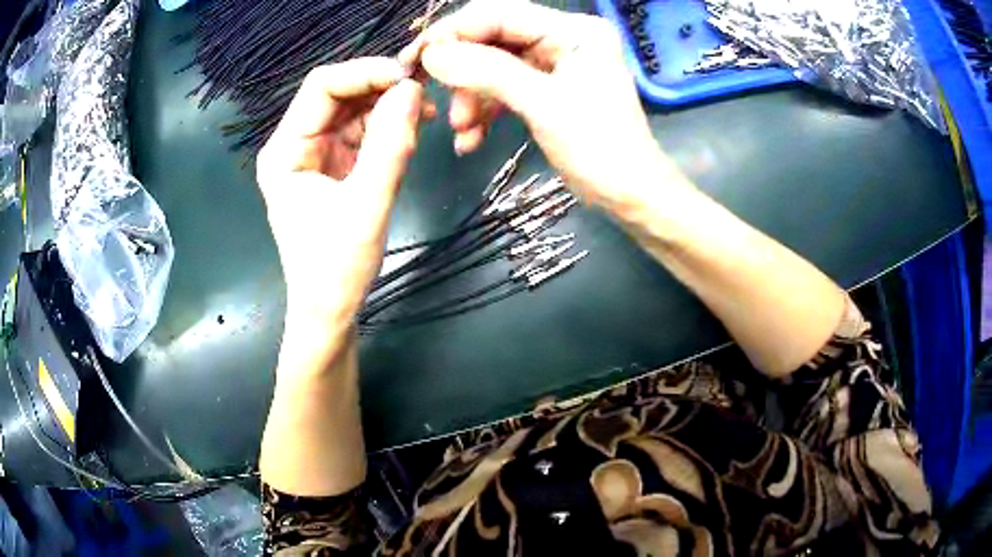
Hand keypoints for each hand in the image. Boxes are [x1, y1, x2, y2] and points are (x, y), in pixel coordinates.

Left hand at [257, 58, 424, 344]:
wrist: (331, 312)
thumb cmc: (336, 269)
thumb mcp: (367, 206)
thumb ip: (389, 146)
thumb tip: (412, 90)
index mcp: (285, 151)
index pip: (321, 87)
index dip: (365, 73)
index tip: (409, 80)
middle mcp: (296, 145)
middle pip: (339, 94)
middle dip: (380, 88)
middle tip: (424, 94)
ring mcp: (315, 155)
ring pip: (354, 110)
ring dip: (388, 106)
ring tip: (424, 115)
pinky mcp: (335, 167)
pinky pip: (363, 132)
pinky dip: (388, 127)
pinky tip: (411, 131)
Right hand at [400, 0, 677, 210]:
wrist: (630, 194)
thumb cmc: (599, 149)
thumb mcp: (543, 105)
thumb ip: (487, 72)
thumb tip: (432, 54)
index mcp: (573, 31)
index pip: (500, 14)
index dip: (454, 32)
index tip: (417, 58)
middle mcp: (564, 38)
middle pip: (494, 39)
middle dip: (462, 71)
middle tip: (430, 95)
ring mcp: (556, 63)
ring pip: (495, 67)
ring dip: (472, 97)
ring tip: (461, 130)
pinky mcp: (549, 87)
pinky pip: (506, 89)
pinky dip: (486, 110)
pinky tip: (471, 138)